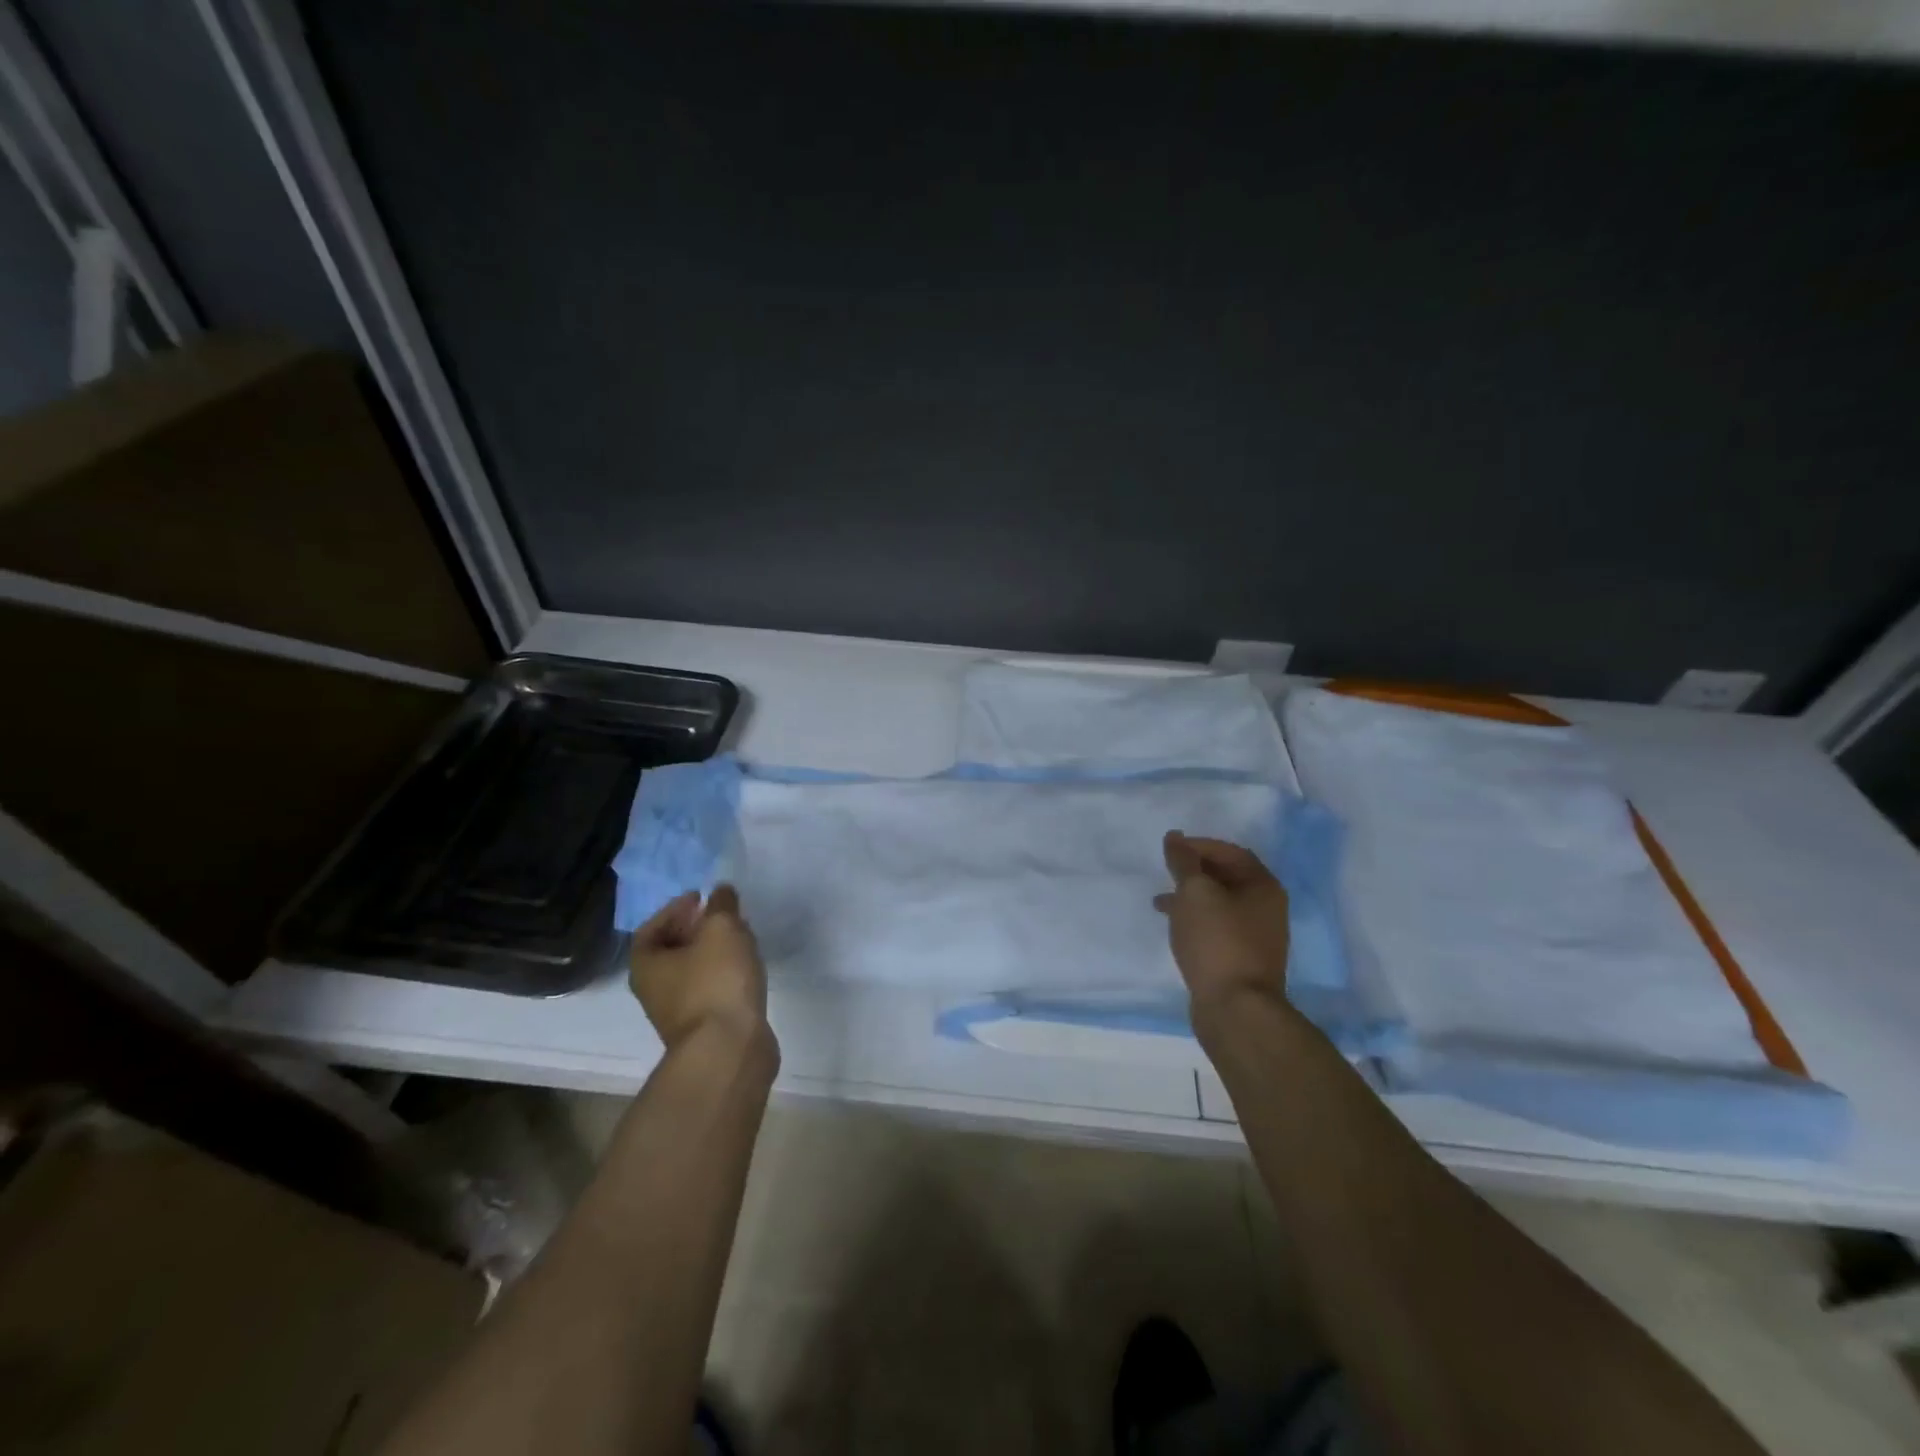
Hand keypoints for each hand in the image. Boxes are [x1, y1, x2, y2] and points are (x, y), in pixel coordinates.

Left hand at [629, 885, 771, 1052]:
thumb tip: (720, 892)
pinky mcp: (706, 1027)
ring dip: (713, 951)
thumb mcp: (721, 929)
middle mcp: (654, 990)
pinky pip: (712, 989)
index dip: (675, 909)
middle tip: (723, 913)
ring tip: (740, 936)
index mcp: (646, 964)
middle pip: (671, 950)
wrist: (728, 1049)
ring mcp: (679, 1013)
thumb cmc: (716, 981)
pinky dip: (725, 973)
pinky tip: (746, 966)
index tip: (701, 898)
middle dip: (696, 929)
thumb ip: (721, 905)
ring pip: (693, 971)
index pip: (651, 927)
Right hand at [1155, 832, 1291, 1014]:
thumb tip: (1174, 837)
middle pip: (1227, 877)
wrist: (1235, 1008)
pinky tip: (1174, 927)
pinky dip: (1194, 920)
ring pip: (1219, 904)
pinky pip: (1215, 927)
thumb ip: (1183, 861)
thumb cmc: (1217, 940)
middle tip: (1165, 872)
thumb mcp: (1195, 892)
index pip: (1230, 852)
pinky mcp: (1241, 959)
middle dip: (1194, 871)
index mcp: (1263, 886)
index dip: (1199, 846)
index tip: (1170, 849)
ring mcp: (1256, 936)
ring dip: (1191, 897)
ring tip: (1160, 901)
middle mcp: (1266, 908)